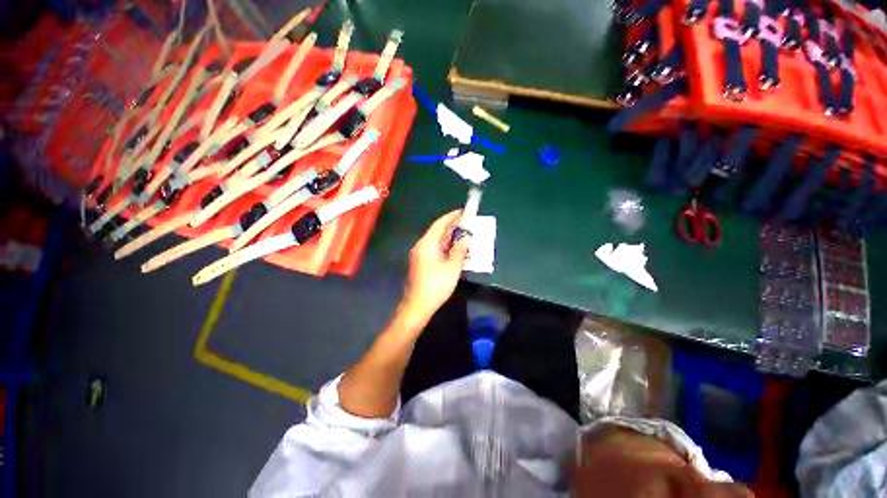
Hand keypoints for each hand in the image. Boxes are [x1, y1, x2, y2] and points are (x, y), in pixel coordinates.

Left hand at [400, 210, 470, 325]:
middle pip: (437, 231)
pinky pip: (435, 249)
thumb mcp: (452, 267)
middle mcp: (422, 246)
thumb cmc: (436, 285)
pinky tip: (455, 249)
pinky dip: (446, 247)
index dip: (451, 216)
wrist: (418, 305)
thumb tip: (466, 238)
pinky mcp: (422, 263)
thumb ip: (459, 250)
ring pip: (437, 241)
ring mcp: (421, 255)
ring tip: (464, 234)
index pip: (440, 224)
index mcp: (427, 244)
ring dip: (450, 237)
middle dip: (452, 226)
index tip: (463, 211)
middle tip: (467, 222)